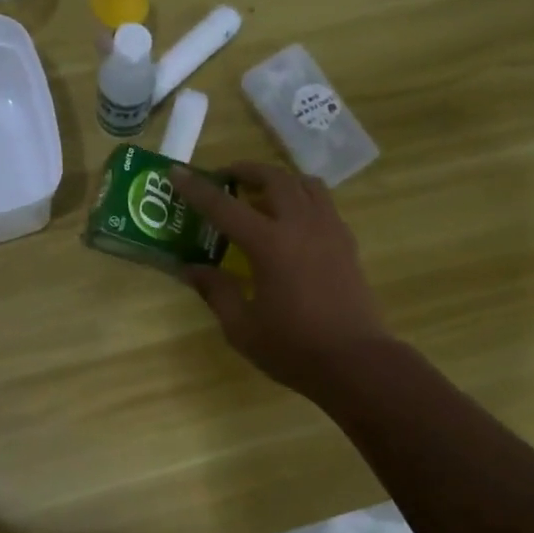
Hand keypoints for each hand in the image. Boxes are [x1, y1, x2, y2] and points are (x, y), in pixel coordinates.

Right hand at [171, 161, 388, 398]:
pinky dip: (302, 197)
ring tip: (261, 193)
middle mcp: (301, 225)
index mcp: (270, 245)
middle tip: (226, 178)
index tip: (177, 172)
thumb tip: (192, 269)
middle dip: (245, 170)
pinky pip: (323, 202)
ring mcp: (329, 230)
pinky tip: (292, 222)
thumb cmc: (293, 348)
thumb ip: (216, 291)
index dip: (197, 189)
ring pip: (304, 183)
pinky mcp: (347, 242)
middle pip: (273, 178)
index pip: (224, 207)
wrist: (356, 362)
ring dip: (279, 179)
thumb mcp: (242, 327)